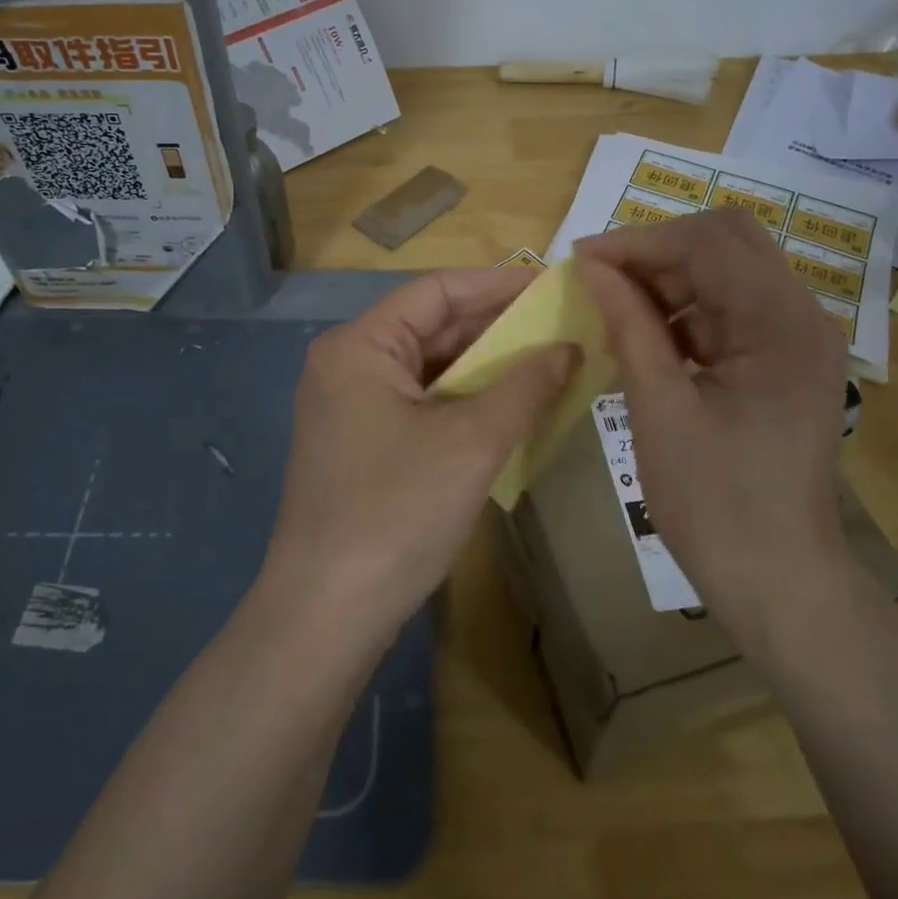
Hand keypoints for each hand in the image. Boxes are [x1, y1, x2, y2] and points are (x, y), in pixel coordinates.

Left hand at [261, 270, 577, 639]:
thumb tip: (570, 348)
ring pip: (427, 368)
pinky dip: (463, 401)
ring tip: (547, 362)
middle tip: (561, 325)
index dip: (498, 285)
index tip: (553, 286)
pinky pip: (419, 403)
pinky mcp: (360, 443)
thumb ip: (525, 385)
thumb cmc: (398, 511)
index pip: (437, 291)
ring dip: (484, 367)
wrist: (327, 613)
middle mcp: (347, 364)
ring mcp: (349, 406)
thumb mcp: (473, 442)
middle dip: (496, 327)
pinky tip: (508, 407)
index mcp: (360, 345)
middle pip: (431, 327)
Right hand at [575, 210, 851, 623]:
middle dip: (658, 251)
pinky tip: (650, 339)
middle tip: (601, 279)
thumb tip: (593, 266)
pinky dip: (689, 312)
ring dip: (672, 280)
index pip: (707, 243)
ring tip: (617, 310)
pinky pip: (735, 309)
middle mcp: (804, 316)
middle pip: (728, 241)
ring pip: (730, 271)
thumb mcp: (660, 409)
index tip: (581, 259)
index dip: (638, 242)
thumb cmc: (715, 503)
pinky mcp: (788, 360)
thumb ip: (630, 326)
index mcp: (781, 324)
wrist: (780, 582)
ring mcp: (801, 338)